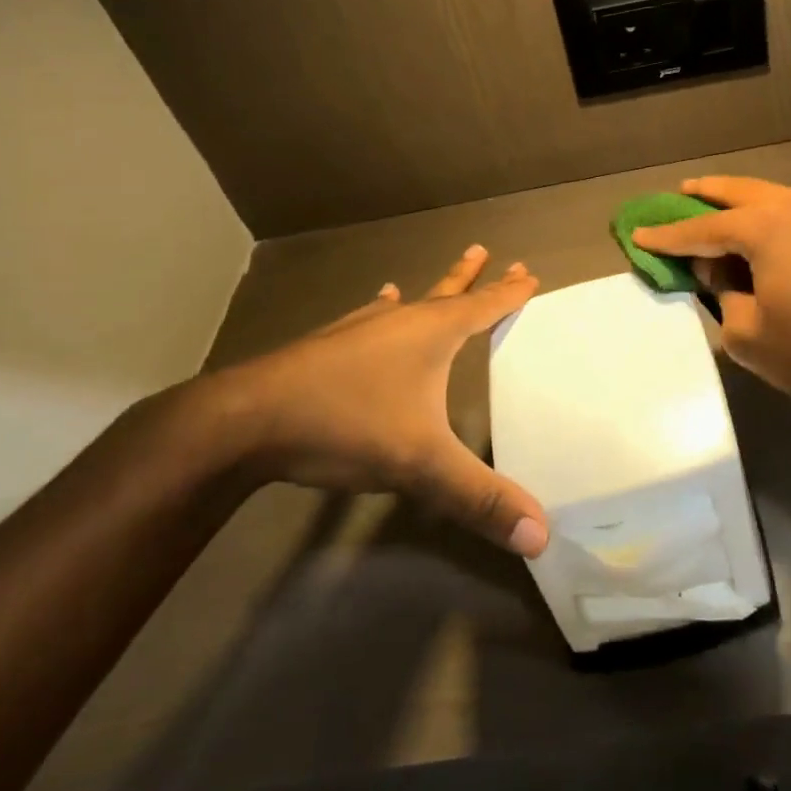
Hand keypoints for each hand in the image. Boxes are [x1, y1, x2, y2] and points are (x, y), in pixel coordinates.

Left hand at [193, 246, 549, 556]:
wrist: (250, 419)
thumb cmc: (348, 425)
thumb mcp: (422, 465)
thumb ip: (480, 498)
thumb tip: (541, 535)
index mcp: (432, 334)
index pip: (483, 307)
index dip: (509, 293)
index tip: (529, 274)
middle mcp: (401, 321)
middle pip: (450, 294)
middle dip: (477, 279)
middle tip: (497, 255)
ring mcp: (361, 329)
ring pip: (410, 302)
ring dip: (435, 290)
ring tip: (450, 273)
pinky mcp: (330, 345)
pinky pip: (370, 317)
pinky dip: (383, 308)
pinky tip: (379, 300)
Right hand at [631, 177, 790, 400]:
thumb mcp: (751, 336)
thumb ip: (724, 298)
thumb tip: (722, 274)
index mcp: (766, 226)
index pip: (702, 228)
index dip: (668, 235)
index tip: (639, 235)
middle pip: (742, 191)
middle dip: (708, 193)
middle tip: (683, 191)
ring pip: (781, 196)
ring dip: (751, 202)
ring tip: (732, 207)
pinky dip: (788, 218)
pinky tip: (786, 233)